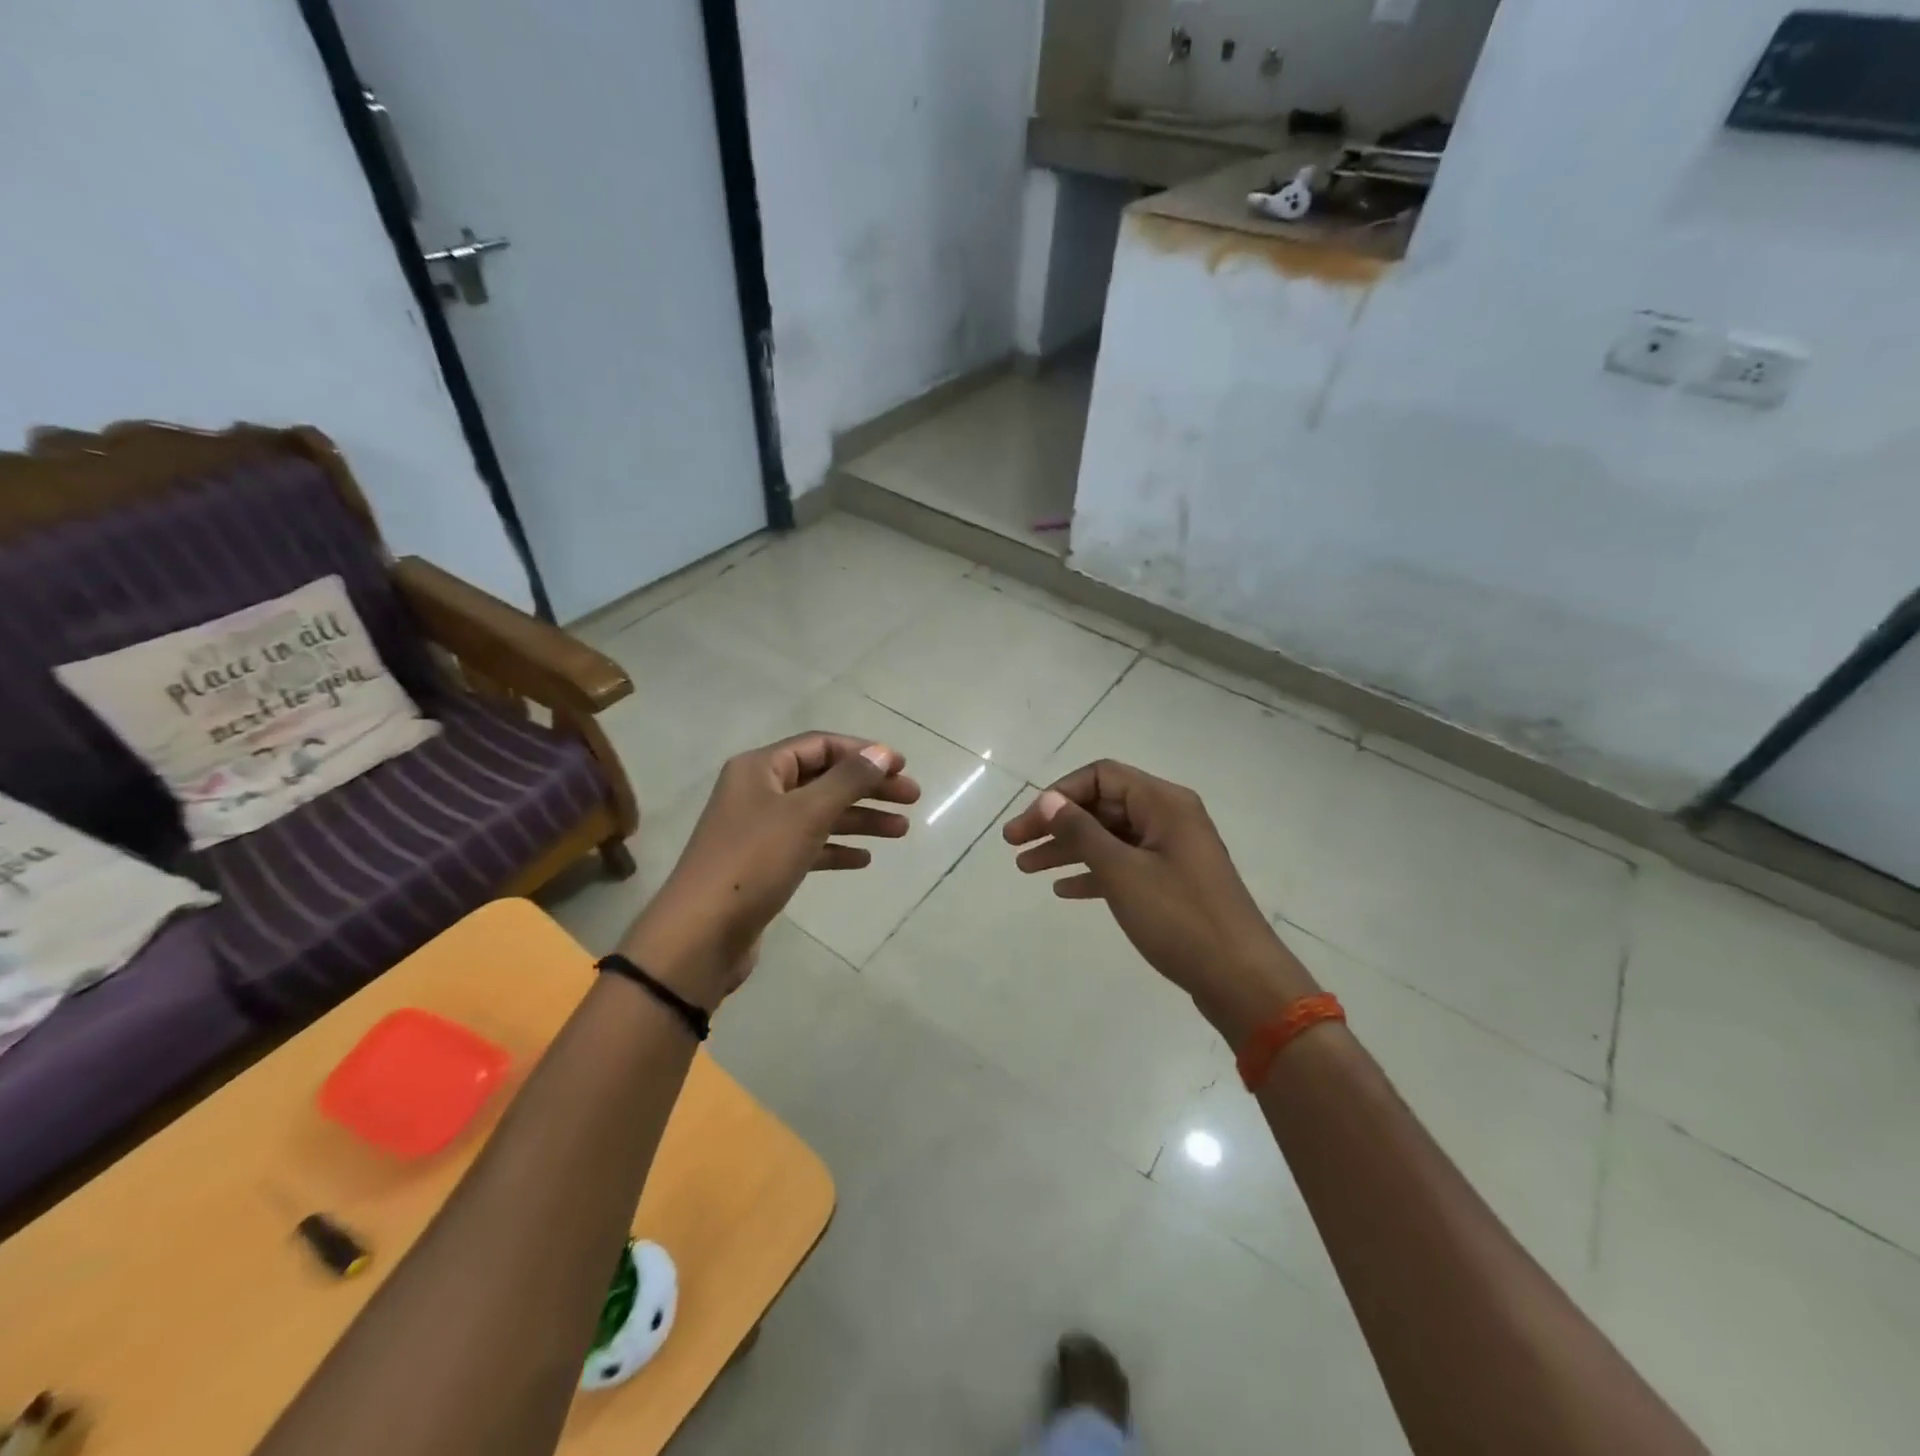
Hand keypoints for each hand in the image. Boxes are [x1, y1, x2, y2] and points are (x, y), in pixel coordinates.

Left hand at [620, 733, 919, 1007]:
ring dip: (860, 819)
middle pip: (824, 779)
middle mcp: (758, 792)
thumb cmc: (754, 862)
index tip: (902, 767)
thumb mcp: (806, 814)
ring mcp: (759, 830)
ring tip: (902, 830)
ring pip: (819, 814)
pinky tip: (864, 859)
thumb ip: (847, 780)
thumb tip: (881, 753)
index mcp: (760, 768)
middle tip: (912, 799)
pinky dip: (836, 849)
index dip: (863, 752)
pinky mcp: (763, 866)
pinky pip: (808, 846)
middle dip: (869, 787)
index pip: (821, 745)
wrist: (701, 935)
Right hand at [1003, 759, 1316, 1044]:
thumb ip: (1082, 832)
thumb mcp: (1122, 872)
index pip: (1100, 776)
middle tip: (1013, 846)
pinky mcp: (1171, 882)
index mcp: (1163, 803)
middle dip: (1056, 823)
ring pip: (1109, 837)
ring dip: (1067, 849)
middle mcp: (1168, 818)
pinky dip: (1092, 872)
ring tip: (1025, 868)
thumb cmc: (1180, 918)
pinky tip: (1063, 889)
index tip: (1028, 824)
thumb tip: (1048, 800)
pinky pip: (1123, 864)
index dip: (1059, 794)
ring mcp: (1171, 851)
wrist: (1241, 979)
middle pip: (1102, 806)